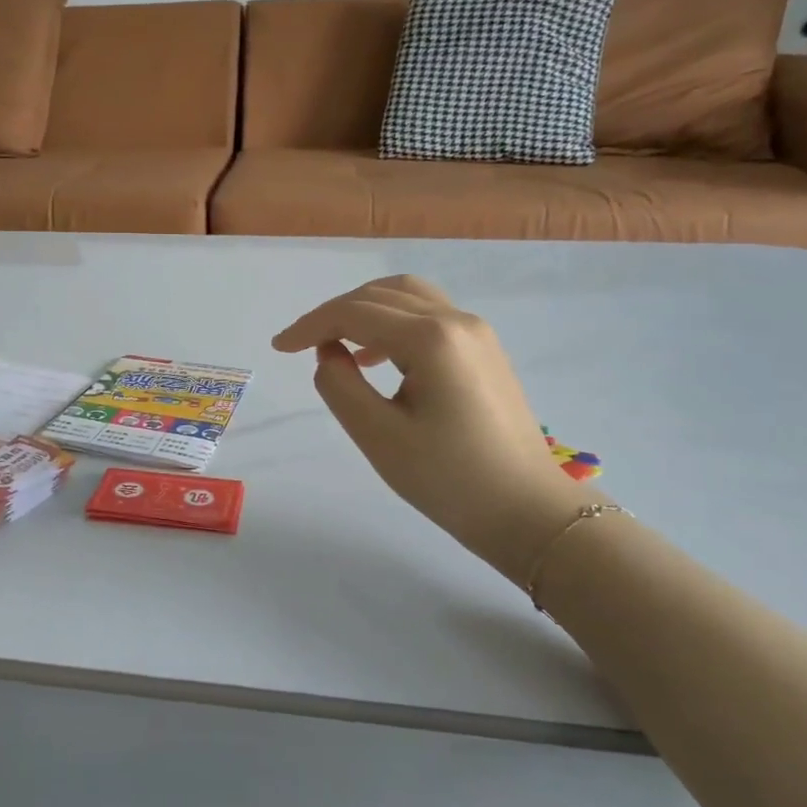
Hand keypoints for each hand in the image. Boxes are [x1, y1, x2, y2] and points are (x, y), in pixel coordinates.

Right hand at [273, 275, 589, 583]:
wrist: (527, 511)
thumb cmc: (448, 479)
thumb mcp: (378, 436)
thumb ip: (340, 385)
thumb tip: (329, 353)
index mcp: (431, 339)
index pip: (355, 313)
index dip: (310, 326)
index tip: (279, 348)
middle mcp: (456, 320)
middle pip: (380, 295)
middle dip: (334, 313)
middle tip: (302, 345)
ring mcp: (476, 332)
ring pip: (407, 297)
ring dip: (365, 311)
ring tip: (337, 345)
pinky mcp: (483, 349)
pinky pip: (428, 315)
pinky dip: (392, 322)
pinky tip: (375, 356)